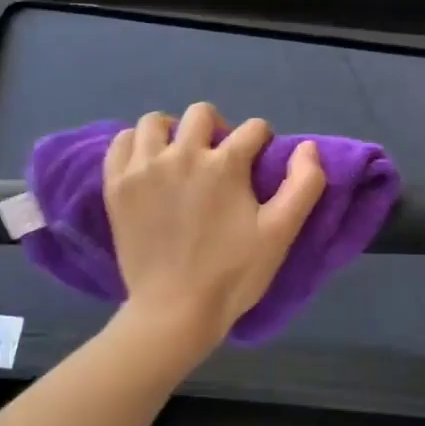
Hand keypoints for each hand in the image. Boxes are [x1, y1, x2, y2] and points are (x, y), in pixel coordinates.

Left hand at [104, 102, 326, 356]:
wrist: (174, 311)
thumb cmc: (232, 274)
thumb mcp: (280, 234)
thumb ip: (304, 185)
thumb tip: (307, 147)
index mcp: (225, 164)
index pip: (253, 129)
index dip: (262, 144)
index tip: (257, 167)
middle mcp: (181, 154)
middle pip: (201, 114)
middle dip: (218, 129)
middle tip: (219, 160)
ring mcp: (143, 168)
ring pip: (155, 122)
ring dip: (173, 132)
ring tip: (179, 158)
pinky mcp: (116, 186)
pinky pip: (121, 142)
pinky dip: (136, 146)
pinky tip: (147, 165)